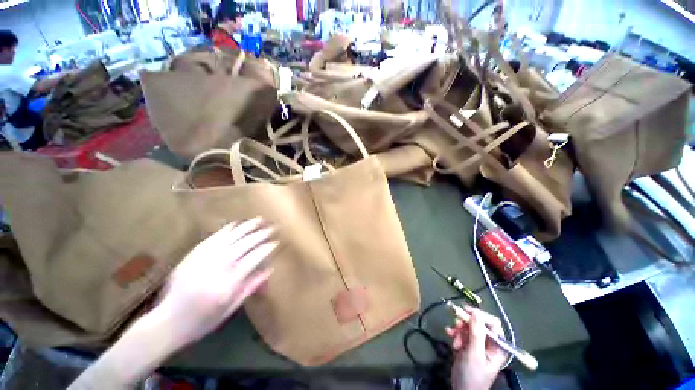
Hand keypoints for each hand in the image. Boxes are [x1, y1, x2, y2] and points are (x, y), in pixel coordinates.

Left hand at [69, 219, 277, 389]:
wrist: (167, 322)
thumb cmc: (203, 320)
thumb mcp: (230, 308)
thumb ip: (251, 286)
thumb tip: (269, 269)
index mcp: (229, 282)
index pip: (254, 258)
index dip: (267, 248)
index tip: (276, 242)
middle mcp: (218, 266)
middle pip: (245, 244)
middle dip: (261, 234)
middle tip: (272, 227)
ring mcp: (204, 258)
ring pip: (230, 237)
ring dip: (246, 227)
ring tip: (258, 219)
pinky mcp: (193, 255)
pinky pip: (213, 238)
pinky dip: (226, 229)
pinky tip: (236, 224)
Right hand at [446, 306, 507, 389]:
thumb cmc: (473, 375)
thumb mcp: (475, 355)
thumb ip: (477, 334)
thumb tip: (476, 313)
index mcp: (497, 346)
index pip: (493, 324)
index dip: (481, 316)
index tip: (466, 310)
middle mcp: (489, 343)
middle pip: (478, 324)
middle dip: (466, 323)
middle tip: (456, 322)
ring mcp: (477, 344)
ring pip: (468, 327)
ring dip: (458, 329)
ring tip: (452, 335)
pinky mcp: (467, 346)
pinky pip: (461, 333)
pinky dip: (455, 333)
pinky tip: (449, 336)